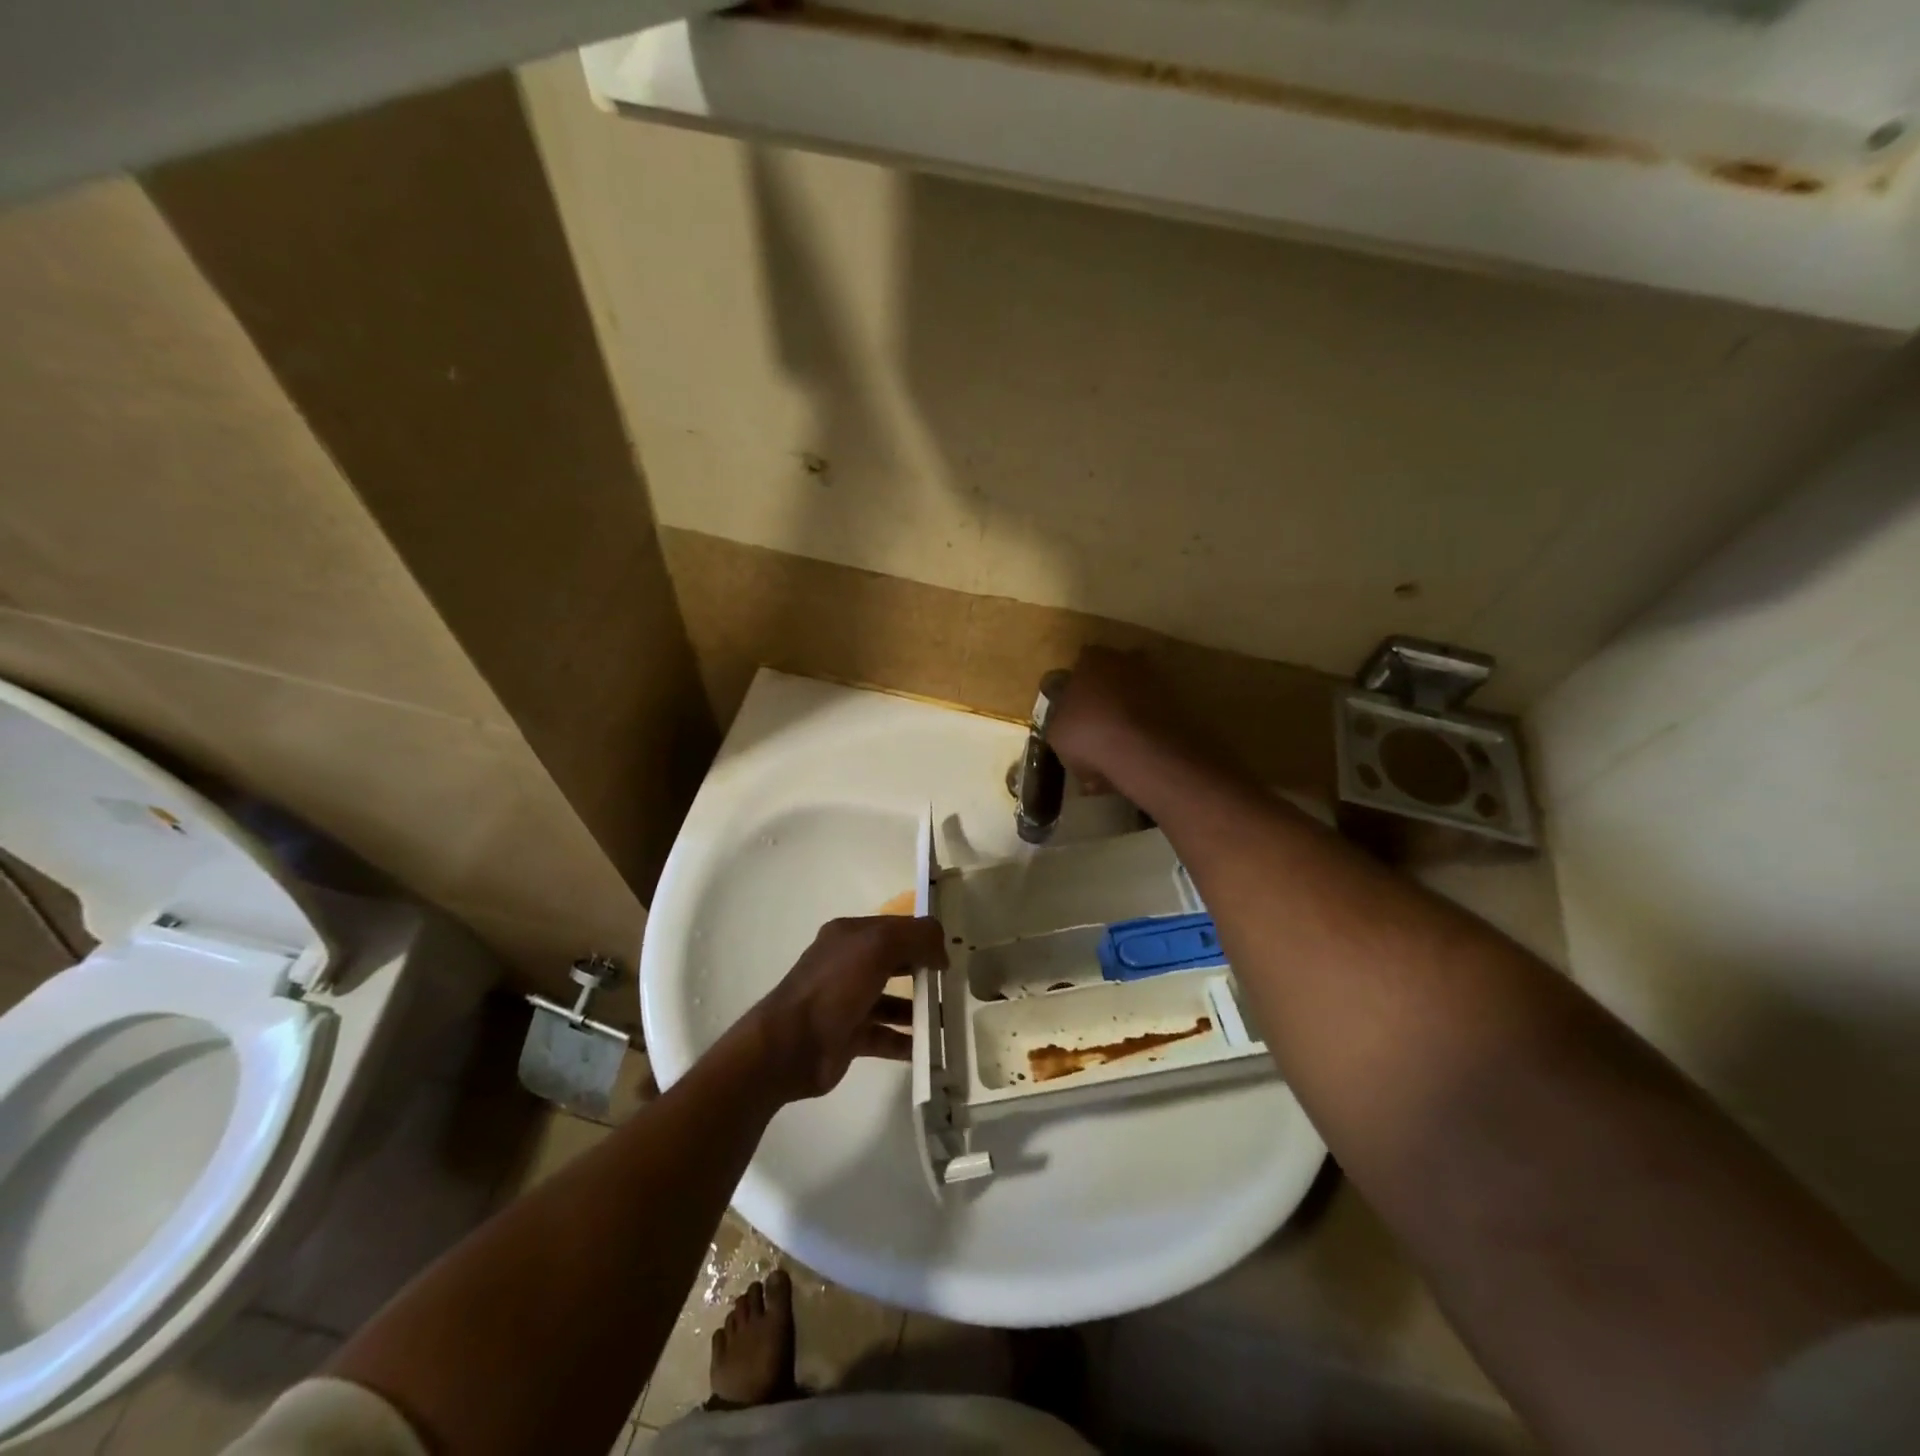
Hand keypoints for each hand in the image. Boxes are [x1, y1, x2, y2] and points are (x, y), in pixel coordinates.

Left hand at [746, 915, 947, 1102]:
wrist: (790, 1045)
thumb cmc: (834, 986)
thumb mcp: (878, 946)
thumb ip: (916, 937)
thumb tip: (941, 951)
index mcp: (850, 935)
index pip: (896, 927)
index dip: (923, 937)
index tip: (951, 955)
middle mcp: (848, 964)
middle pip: (895, 962)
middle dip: (924, 971)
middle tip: (953, 986)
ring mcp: (848, 1001)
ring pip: (893, 1001)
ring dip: (920, 1009)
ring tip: (948, 1020)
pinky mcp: (849, 1036)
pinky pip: (886, 1036)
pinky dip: (908, 1041)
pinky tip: (932, 1050)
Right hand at [1046, 646, 1194, 791]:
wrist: (1141, 751)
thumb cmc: (1087, 733)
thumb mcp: (1056, 732)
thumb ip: (1061, 719)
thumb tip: (1066, 722)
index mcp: (1091, 658)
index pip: (1081, 662)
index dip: (1076, 685)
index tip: (1073, 707)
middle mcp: (1125, 659)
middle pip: (1111, 673)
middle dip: (1105, 693)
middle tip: (1096, 721)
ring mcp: (1154, 678)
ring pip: (1134, 692)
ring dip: (1127, 710)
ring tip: (1118, 741)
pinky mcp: (1176, 702)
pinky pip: (1152, 712)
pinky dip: (1145, 727)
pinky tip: (1136, 751)